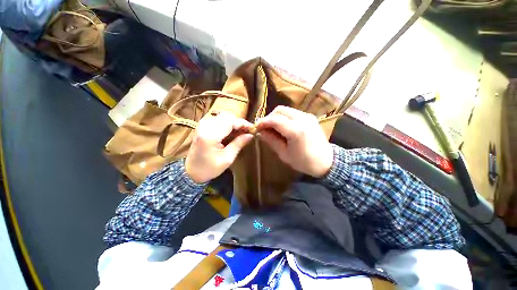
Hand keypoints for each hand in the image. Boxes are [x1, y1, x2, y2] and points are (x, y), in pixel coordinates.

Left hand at [186, 112, 253, 182]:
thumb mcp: (227, 159)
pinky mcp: (202, 126)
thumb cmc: (209, 168)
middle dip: (239, 123)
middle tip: (247, 132)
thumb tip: (251, 135)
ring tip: (240, 133)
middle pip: (227, 116)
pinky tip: (232, 132)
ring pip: (223, 116)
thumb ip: (239, 144)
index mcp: (210, 135)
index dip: (243, 124)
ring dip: (234, 123)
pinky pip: (218, 120)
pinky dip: (227, 124)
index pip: (230, 122)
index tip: (253, 129)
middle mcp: (205, 126)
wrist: (191, 171)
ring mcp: (202, 124)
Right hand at [256, 106, 333, 177]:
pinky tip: (283, 126)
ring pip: (286, 109)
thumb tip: (260, 132)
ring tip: (273, 127)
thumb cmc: (304, 161)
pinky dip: (284, 117)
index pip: (274, 119)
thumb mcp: (284, 154)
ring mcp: (307, 116)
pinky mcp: (310, 116)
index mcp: (296, 130)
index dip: (263, 122)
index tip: (256, 127)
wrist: (326, 161)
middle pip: (280, 110)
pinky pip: (293, 112)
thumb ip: (271, 140)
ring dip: (276, 116)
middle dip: (269, 117)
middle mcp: (302, 119)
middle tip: (265, 127)